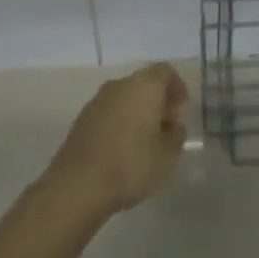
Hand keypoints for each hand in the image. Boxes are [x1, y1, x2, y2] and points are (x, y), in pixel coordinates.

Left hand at [44, 63, 188, 220]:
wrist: (77, 186)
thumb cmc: (131, 165)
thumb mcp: (167, 156)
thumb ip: (176, 135)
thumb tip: (173, 126)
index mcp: (144, 86)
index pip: (166, 71)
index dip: (177, 87)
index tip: (181, 108)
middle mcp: (120, 85)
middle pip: (144, 82)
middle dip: (157, 100)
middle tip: (166, 126)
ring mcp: (97, 101)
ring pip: (125, 97)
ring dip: (137, 112)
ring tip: (145, 141)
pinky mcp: (81, 120)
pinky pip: (109, 112)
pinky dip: (119, 122)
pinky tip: (122, 149)